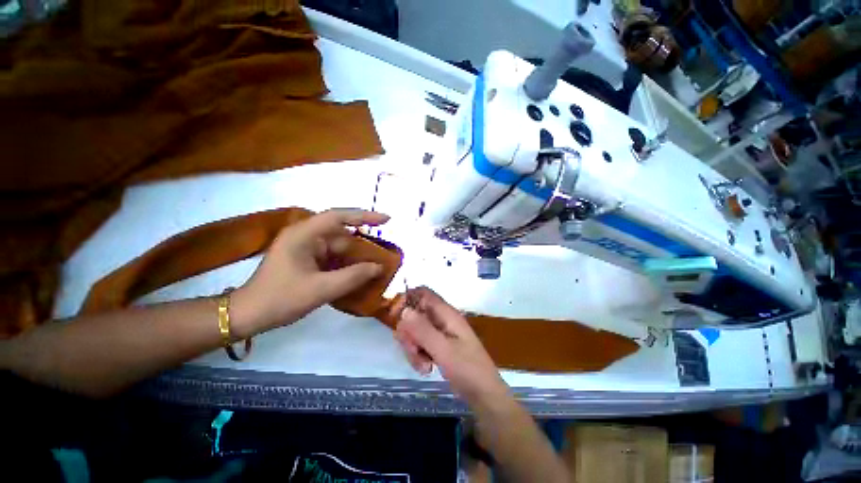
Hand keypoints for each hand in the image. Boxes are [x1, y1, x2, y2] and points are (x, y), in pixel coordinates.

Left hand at [231, 209, 389, 336]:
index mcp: (303, 234)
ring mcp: (306, 248)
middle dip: (363, 244)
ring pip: (339, 247)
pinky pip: (333, 257)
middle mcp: (305, 236)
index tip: (387, 220)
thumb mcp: (321, 289)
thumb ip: (353, 276)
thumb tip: (378, 267)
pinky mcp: (307, 259)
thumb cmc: (281, 299)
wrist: (249, 316)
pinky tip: (359, 274)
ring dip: (356, 256)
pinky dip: (347, 264)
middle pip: (342, 234)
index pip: (338, 217)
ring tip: (377, 265)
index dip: (364, 216)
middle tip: (385, 253)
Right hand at [390, 287, 508, 405]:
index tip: (395, 316)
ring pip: (415, 332)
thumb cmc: (467, 369)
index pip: (423, 294)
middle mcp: (441, 320)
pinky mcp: (438, 346)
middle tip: (413, 350)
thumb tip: (404, 310)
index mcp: (446, 314)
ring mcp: (440, 333)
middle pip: (414, 315)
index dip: (407, 299)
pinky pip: (420, 345)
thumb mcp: (443, 349)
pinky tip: (426, 369)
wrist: (483, 394)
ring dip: (413, 349)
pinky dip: (418, 356)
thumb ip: (423, 330)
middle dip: (408, 333)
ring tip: (423, 366)